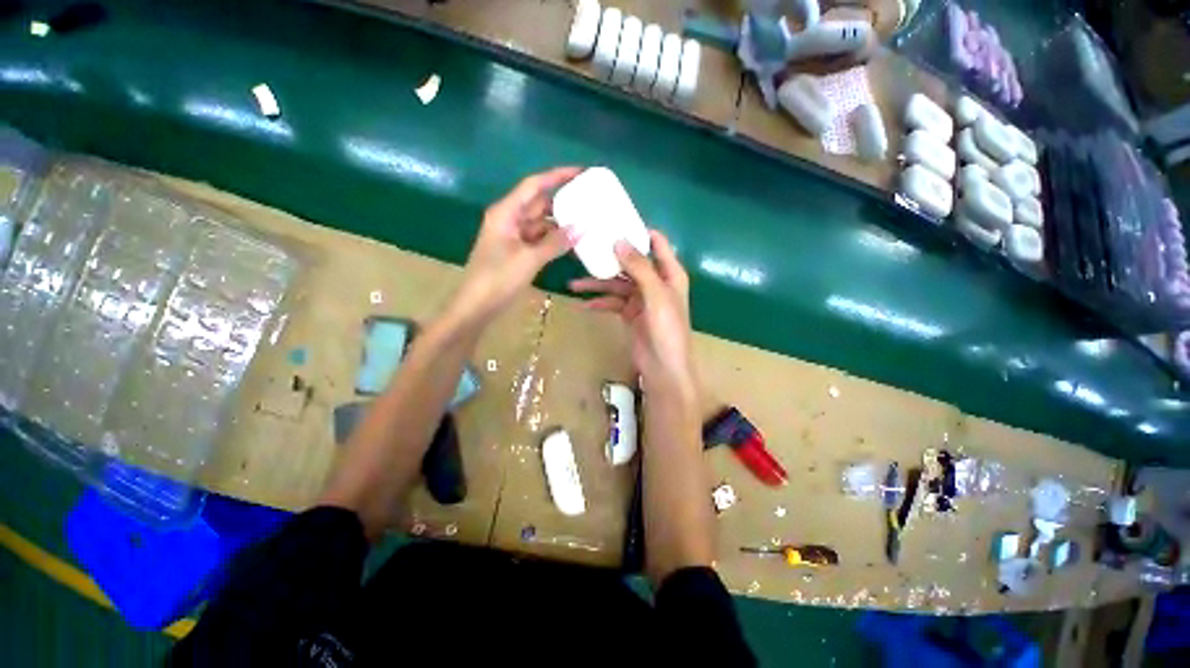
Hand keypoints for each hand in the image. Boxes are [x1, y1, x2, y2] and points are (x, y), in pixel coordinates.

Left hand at [450, 167, 581, 325]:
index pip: (534, 185)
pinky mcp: (517, 252)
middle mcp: (510, 219)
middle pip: (539, 202)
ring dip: (561, 223)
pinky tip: (573, 243)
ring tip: (587, 221)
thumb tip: (581, 228)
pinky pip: (539, 239)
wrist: (477, 306)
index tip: (581, 172)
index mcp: (506, 212)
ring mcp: (513, 236)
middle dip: (563, 201)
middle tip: (590, 200)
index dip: (557, 176)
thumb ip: (555, 242)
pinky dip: (554, 240)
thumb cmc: (498, 278)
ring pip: (541, 223)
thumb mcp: (529, 259)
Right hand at [570, 230, 695, 399]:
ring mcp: (642, 300)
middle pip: (631, 263)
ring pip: (617, 285)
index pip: (656, 243)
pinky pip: (613, 303)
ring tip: (573, 284)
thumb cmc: (667, 329)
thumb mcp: (655, 295)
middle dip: (610, 258)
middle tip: (585, 249)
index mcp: (670, 273)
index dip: (638, 231)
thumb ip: (639, 268)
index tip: (614, 222)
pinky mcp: (631, 314)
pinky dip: (600, 303)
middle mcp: (656, 283)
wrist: (664, 368)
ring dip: (598, 284)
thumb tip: (618, 241)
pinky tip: (584, 304)